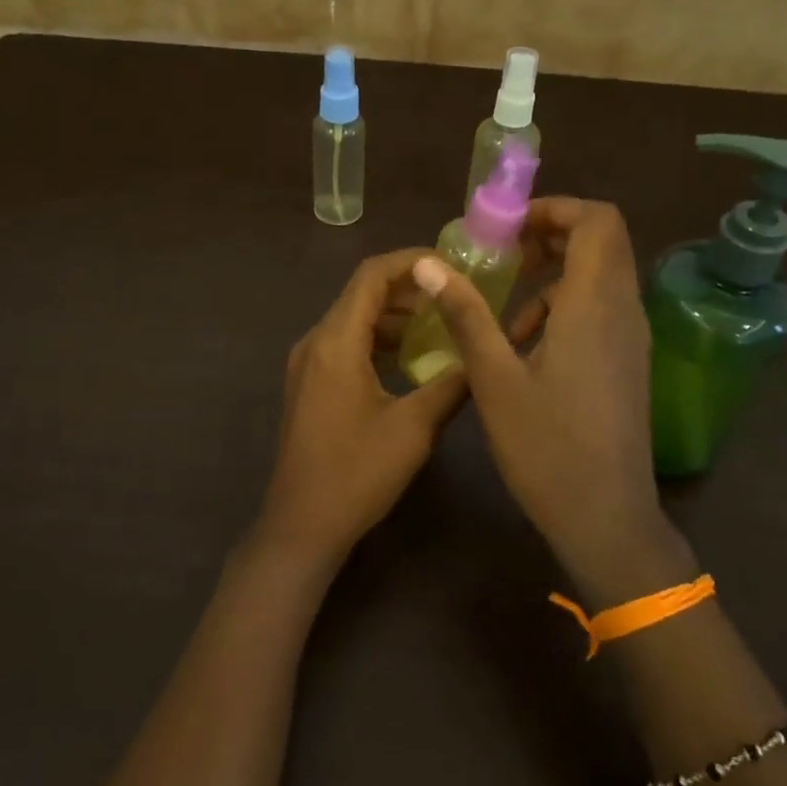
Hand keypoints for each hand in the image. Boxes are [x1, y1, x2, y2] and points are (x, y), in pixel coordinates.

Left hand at [251, 249, 468, 574]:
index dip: (411, 261)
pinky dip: (379, 340)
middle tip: (454, 294)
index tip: (452, 265)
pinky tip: (412, 358)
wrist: (302, 524)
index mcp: (336, 341)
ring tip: (441, 323)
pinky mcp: (310, 385)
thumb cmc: (357, 474)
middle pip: (361, 293)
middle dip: (408, 288)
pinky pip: (346, 345)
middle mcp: (315, 342)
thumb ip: (452, 384)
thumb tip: (484, 355)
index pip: (371, 275)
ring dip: (394, 316)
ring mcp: (307, 364)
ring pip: (354, 320)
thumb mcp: (414, 427)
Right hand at [412, 198, 694, 601]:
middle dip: (552, 236)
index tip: (508, 228)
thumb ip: (465, 314)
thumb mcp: (494, 378)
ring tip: (505, 311)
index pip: (597, 220)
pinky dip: (566, 307)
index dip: (554, 209)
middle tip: (503, 256)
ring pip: (602, 277)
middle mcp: (623, 311)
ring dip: (556, 275)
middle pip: (602, 242)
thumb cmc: (545, 447)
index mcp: (593, 305)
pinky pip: (602, 309)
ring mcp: (632, 339)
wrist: (605, 517)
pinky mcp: (628, 363)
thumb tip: (428, 263)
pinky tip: (527, 347)